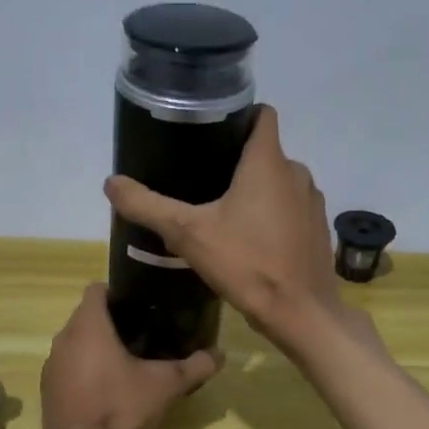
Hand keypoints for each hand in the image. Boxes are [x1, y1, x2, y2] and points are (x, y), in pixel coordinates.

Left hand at [40, 284, 221, 428]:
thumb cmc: (120, 407)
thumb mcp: (165, 386)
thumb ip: (195, 367)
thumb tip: (220, 355)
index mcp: (89, 326)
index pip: (96, 289)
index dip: (117, 292)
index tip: (140, 307)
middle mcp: (64, 338)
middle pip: (86, 315)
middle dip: (111, 321)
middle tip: (141, 335)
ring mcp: (52, 364)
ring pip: (75, 341)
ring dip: (95, 346)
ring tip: (125, 361)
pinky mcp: (47, 388)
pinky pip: (67, 366)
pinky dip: (83, 369)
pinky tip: (104, 389)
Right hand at [105, 105, 354, 353]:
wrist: (300, 314)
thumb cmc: (246, 264)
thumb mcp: (187, 234)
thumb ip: (148, 205)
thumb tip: (111, 182)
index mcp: (269, 162)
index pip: (262, 114)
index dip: (238, 115)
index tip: (211, 131)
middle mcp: (297, 173)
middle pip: (265, 152)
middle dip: (236, 161)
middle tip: (201, 180)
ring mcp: (312, 202)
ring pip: (279, 182)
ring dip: (255, 191)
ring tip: (222, 211)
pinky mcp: (318, 229)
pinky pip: (291, 209)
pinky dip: (273, 215)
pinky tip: (250, 240)